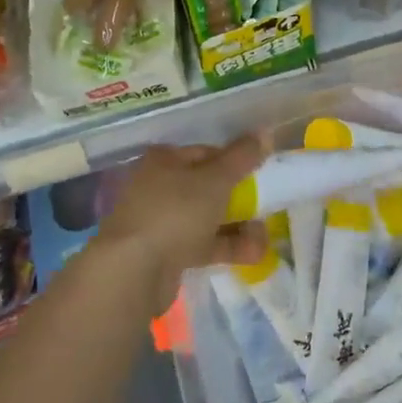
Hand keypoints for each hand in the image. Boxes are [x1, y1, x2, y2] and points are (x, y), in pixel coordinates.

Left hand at [89, 138, 267, 307]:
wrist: (134, 270)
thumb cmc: (175, 211)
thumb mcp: (215, 180)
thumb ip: (242, 158)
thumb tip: (265, 132)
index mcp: (165, 160)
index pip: (206, 152)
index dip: (235, 160)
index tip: (262, 172)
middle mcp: (159, 186)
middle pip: (207, 186)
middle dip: (240, 197)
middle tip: (267, 205)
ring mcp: (161, 221)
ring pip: (206, 217)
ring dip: (237, 225)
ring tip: (265, 235)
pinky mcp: (166, 253)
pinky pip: (202, 243)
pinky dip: (226, 246)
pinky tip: (255, 254)